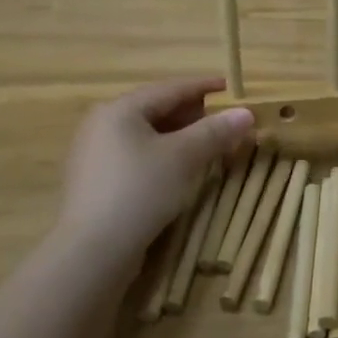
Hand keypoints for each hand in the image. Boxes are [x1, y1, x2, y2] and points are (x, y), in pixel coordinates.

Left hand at [57, 78, 254, 261]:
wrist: (92, 251)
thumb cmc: (139, 191)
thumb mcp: (183, 158)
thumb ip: (215, 132)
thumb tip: (246, 113)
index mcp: (120, 109)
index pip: (169, 89)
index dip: (201, 86)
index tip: (228, 86)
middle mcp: (101, 125)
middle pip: (154, 110)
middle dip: (190, 114)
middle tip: (220, 120)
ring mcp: (94, 155)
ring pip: (144, 135)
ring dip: (177, 137)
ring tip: (204, 145)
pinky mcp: (95, 182)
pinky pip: (134, 157)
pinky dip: (160, 155)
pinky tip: (177, 170)